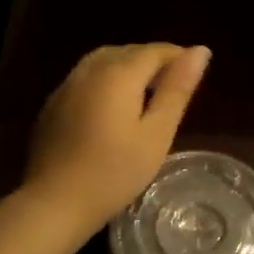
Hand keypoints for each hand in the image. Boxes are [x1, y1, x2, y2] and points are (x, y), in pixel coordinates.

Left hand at [21, 43, 210, 240]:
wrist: (54, 202)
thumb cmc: (114, 173)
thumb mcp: (156, 135)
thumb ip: (176, 90)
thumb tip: (200, 51)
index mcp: (118, 73)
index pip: (155, 51)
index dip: (178, 57)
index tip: (194, 75)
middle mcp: (89, 70)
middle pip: (127, 52)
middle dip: (153, 62)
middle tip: (173, 89)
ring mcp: (66, 86)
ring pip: (103, 62)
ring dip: (127, 69)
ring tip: (145, 96)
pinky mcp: (53, 104)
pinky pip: (85, 79)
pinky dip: (105, 82)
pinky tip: (112, 110)